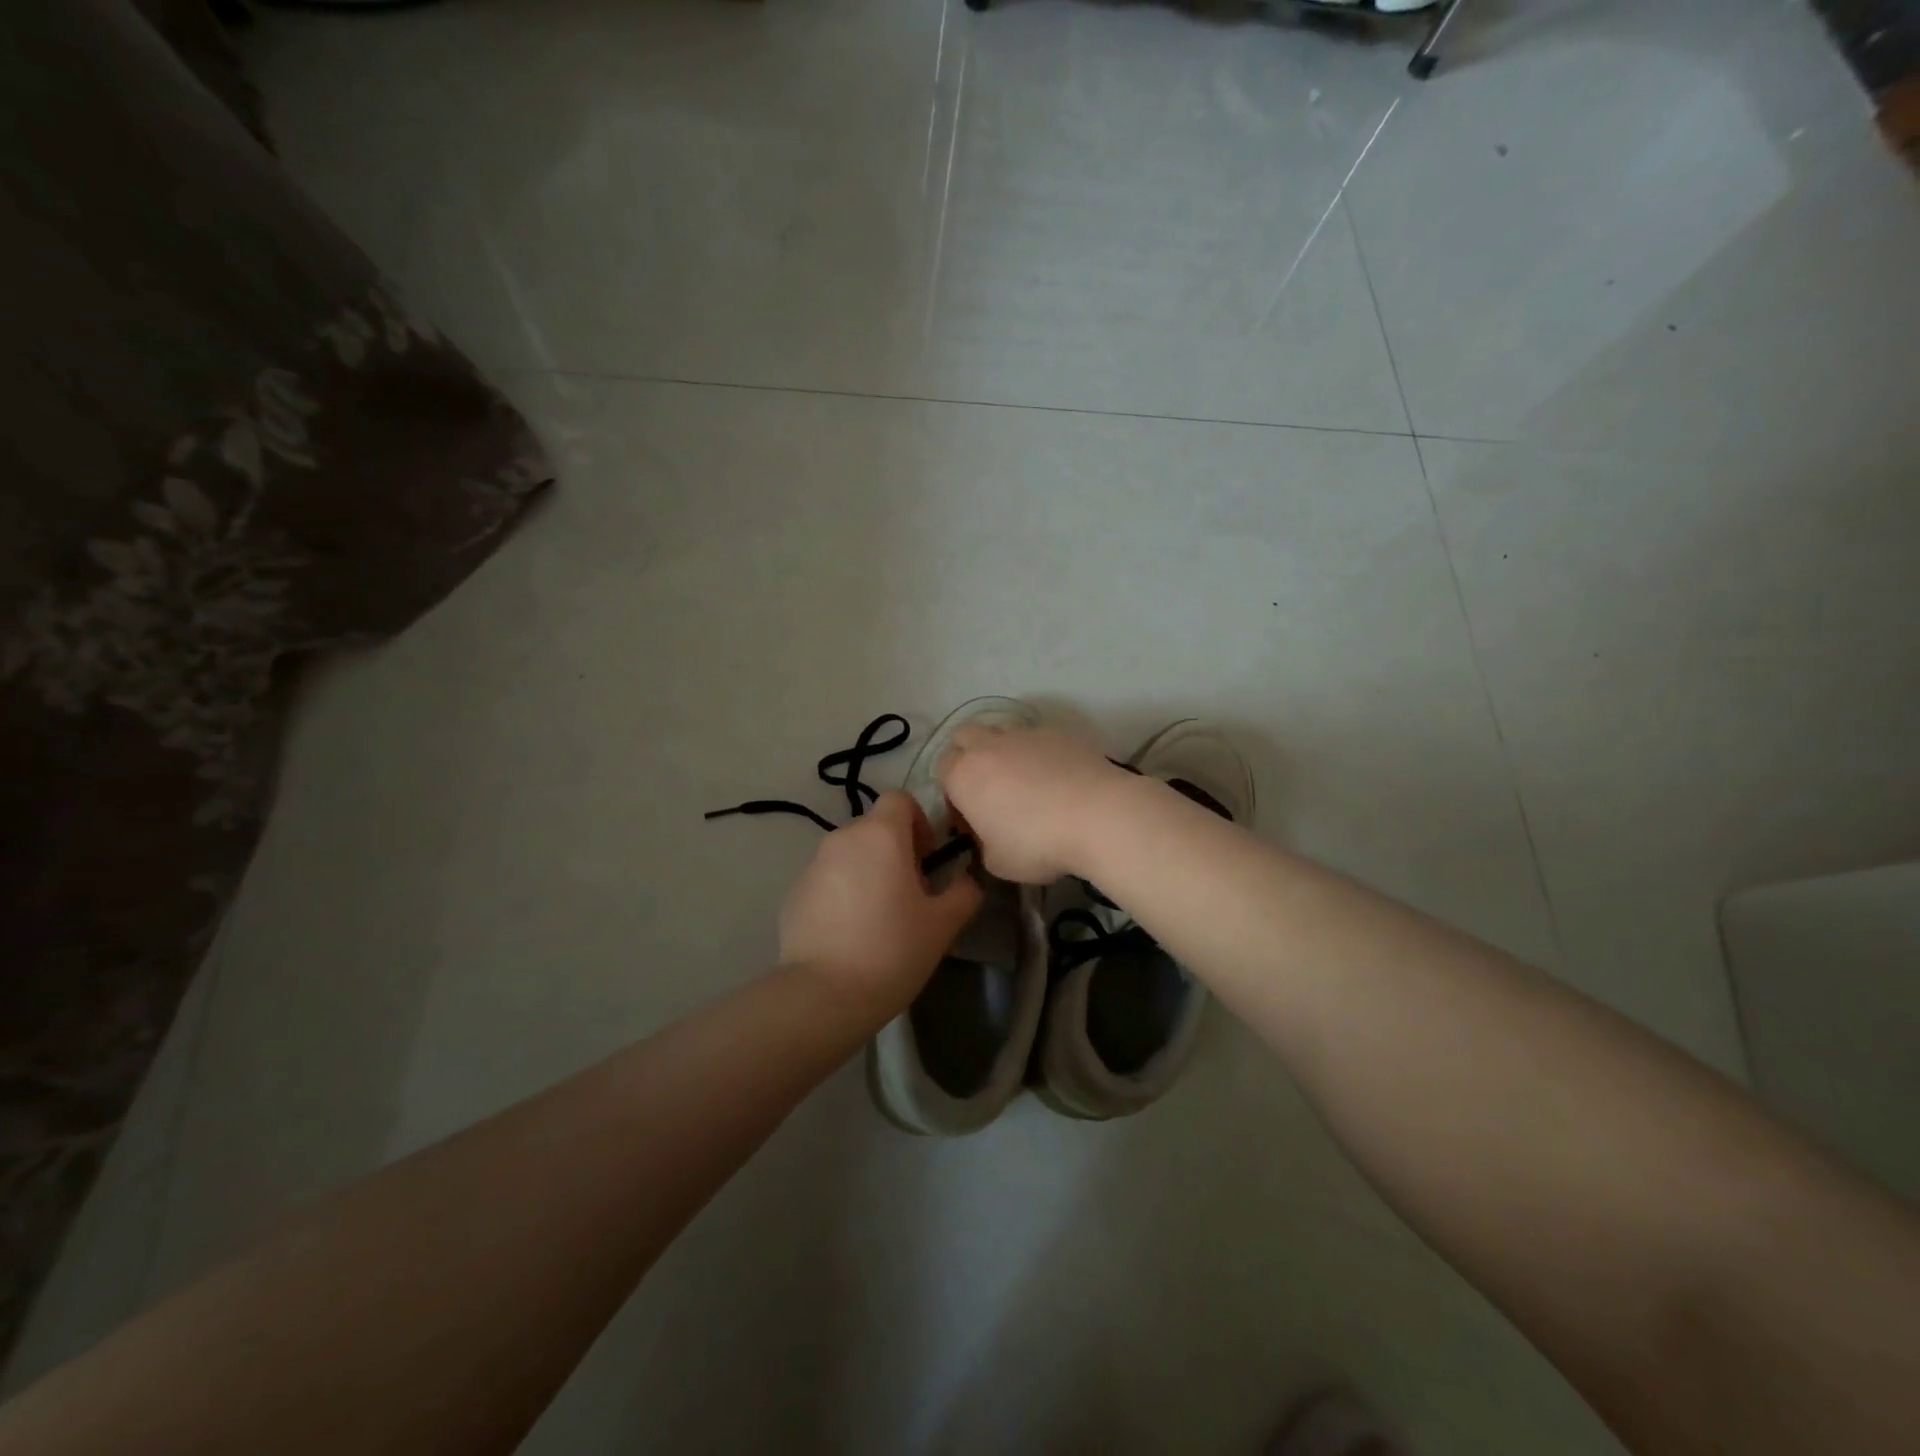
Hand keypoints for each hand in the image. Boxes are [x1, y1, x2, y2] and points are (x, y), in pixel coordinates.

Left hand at [779, 791, 982, 1021]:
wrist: (823, 995)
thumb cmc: (892, 950)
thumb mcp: (943, 925)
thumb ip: (964, 893)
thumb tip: (967, 880)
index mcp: (881, 835)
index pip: (899, 799)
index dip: (918, 821)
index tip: (926, 859)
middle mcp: (843, 838)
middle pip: (875, 828)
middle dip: (895, 851)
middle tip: (909, 894)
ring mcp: (812, 865)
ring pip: (849, 854)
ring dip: (867, 871)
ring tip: (878, 917)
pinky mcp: (793, 893)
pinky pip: (827, 879)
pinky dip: (841, 893)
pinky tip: (849, 934)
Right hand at [937, 724, 1131, 883]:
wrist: (1097, 815)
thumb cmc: (1037, 844)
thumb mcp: (998, 863)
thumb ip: (983, 845)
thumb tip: (989, 838)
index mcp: (963, 775)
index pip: (942, 768)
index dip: (952, 790)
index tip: (970, 813)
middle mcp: (987, 746)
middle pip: (964, 736)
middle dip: (969, 755)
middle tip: (989, 787)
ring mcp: (1024, 733)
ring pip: (1001, 731)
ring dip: (1003, 750)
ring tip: (1025, 780)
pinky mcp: (1058, 732)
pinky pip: (1037, 737)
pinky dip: (1039, 753)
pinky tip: (1057, 777)